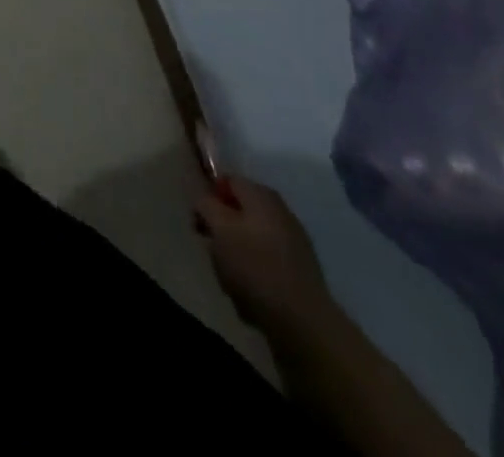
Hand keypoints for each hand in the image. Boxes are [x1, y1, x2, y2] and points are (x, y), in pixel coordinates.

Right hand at [196, 176, 335, 336]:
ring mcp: (294, 240)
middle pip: (240, 210)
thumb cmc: (255, 267)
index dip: (208, 197)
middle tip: (213, 251)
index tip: (199, 223)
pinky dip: (255, 272)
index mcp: (261, 194)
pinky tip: (252, 293)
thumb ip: (206, 205)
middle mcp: (280, 210)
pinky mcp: (301, 270)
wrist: (304, 322)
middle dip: (223, 229)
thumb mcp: (220, 230)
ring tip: (231, 278)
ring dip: (238, 253)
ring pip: (253, 238)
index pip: (227, 181)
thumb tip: (203, 197)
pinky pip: (267, 261)